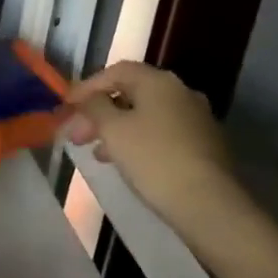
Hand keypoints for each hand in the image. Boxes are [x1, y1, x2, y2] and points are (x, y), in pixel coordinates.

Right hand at [58, 61, 242, 225]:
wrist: (210, 205)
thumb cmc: (154, 159)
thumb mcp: (114, 130)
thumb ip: (95, 107)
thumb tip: (89, 99)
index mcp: (159, 81)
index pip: (115, 71)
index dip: (87, 87)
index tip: (66, 107)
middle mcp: (180, 92)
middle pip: (131, 93)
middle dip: (100, 112)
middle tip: (77, 135)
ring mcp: (196, 119)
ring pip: (146, 115)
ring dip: (117, 129)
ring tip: (97, 152)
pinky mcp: (205, 145)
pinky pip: (162, 134)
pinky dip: (139, 141)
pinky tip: (126, 162)